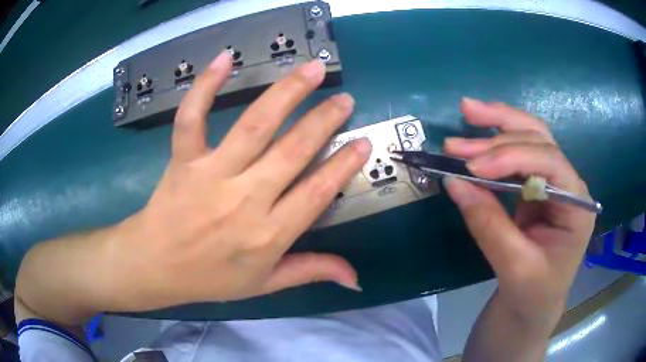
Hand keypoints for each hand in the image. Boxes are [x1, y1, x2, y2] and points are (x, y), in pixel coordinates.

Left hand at [102, 52, 369, 311]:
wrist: (155, 266)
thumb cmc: (210, 278)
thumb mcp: (264, 284)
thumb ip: (310, 271)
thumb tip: (355, 277)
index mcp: (268, 235)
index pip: (317, 192)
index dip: (344, 165)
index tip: (364, 142)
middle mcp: (245, 199)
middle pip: (293, 150)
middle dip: (324, 120)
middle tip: (343, 98)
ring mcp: (211, 174)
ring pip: (255, 125)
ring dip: (288, 92)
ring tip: (312, 69)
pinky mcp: (184, 159)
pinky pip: (192, 117)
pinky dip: (205, 86)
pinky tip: (225, 59)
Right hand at [444, 98, 595, 330]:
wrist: (534, 306)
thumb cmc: (533, 293)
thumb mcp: (514, 266)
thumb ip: (488, 224)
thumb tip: (454, 182)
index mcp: (577, 205)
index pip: (549, 162)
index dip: (511, 156)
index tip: (472, 167)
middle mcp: (569, 184)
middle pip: (539, 139)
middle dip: (500, 131)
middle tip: (460, 132)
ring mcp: (553, 182)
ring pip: (530, 136)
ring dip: (497, 125)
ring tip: (467, 112)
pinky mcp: (536, 185)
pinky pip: (518, 153)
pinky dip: (497, 140)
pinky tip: (479, 132)